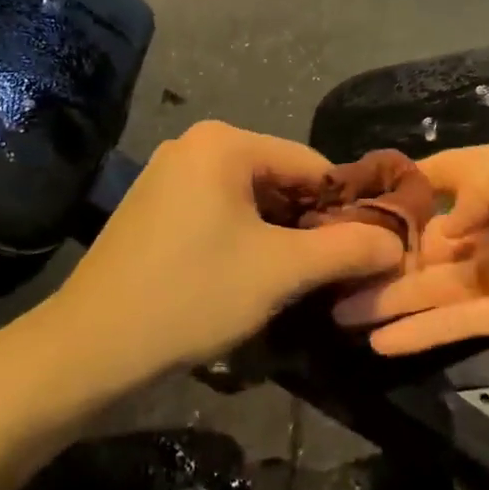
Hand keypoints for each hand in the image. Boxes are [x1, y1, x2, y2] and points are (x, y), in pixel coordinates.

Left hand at [51, 121, 405, 374]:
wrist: (90, 347)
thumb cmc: (192, 295)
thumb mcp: (281, 271)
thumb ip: (348, 249)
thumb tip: (398, 242)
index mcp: (224, 142)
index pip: (313, 164)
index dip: (346, 208)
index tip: (368, 251)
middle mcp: (195, 144)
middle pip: (281, 179)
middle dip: (312, 224)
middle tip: (335, 272)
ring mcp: (169, 174)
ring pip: (252, 200)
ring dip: (281, 236)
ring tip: (299, 279)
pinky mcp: (154, 206)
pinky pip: (220, 212)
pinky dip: (246, 239)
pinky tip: (252, 276)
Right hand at [333, 135, 488, 396]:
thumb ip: (483, 185)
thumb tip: (445, 223)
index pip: (448, 172)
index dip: (402, 186)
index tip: (350, 203)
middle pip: (435, 232)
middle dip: (386, 252)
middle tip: (329, 273)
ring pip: (440, 280)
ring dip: (393, 296)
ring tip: (338, 315)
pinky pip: (462, 318)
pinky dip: (424, 329)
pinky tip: (380, 340)